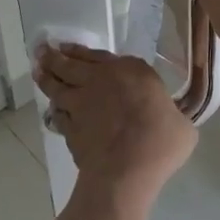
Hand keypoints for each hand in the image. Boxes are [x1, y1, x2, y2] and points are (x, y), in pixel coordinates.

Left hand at [32, 44, 195, 211]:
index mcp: (132, 71)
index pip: (100, 55)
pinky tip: (54, 110)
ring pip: (57, 85)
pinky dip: (55, 110)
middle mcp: (101, 80)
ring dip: (46, 77)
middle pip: (71, 64)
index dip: (82, 51)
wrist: (126, 172)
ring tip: (39, 71)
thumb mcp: (181, 125)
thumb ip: (171, 115)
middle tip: (42, 50)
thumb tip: (172, 122)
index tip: (68, 47)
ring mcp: (81, 104)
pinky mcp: (70, 128)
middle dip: (54, 56)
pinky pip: (58, 114)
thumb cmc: (160, 142)